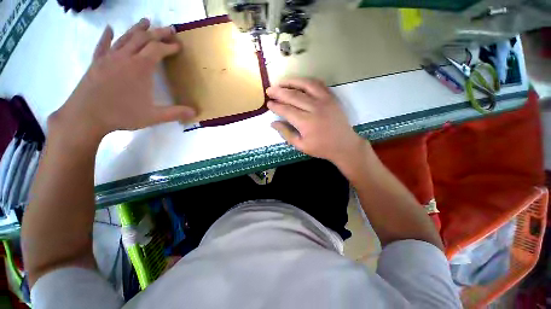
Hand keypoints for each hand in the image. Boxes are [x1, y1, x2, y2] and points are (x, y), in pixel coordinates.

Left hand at [50, 18, 195, 140]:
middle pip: (143, 38)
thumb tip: (195, 112)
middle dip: (158, 33)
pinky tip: (109, 28)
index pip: (157, 50)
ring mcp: (109, 58)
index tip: (178, 45)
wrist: (86, 116)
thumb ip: (175, 113)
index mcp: (140, 68)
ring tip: (146, 21)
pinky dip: (107, 36)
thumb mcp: (154, 116)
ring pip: (125, 37)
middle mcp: (125, 57)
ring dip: (137, 29)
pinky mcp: (96, 62)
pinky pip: (102, 45)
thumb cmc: (122, 114)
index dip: (169, 46)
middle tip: (169, 29)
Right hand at [267, 78, 368, 165]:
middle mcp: (314, 108)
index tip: (268, 103)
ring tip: (280, 82)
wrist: (344, 145)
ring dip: (291, 82)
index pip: (286, 110)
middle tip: (269, 90)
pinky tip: (298, 82)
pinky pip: (317, 84)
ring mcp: (324, 100)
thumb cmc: (321, 148)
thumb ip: (286, 133)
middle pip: (293, 95)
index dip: (276, 106)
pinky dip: (306, 81)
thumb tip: (273, 123)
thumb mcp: (301, 145)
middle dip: (278, 92)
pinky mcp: (331, 97)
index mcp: (306, 123)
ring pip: (305, 85)